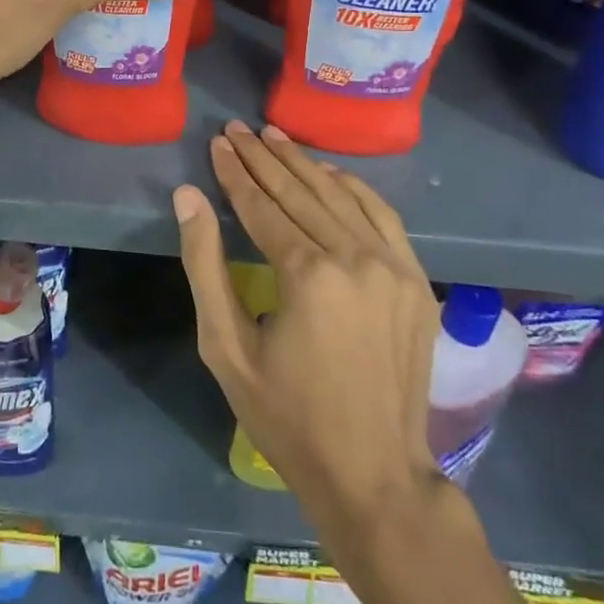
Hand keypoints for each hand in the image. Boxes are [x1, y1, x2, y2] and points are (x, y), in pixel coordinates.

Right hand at [176, 123, 457, 536]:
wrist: (374, 475)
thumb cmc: (287, 417)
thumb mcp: (226, 347)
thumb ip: (204, 264)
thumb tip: (188, 197)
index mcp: (309, 275)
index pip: (263, 206)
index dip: (235, 173)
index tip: (217, 143)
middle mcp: (356, 258)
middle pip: (300, 192)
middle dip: (263, 157)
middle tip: (237, 129)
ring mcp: (394, 267)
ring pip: (340, 196)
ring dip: (304, 163)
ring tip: (273, 136)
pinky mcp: (415, 280)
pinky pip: (382, 215)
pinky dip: (352, 187)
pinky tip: (328, 172)